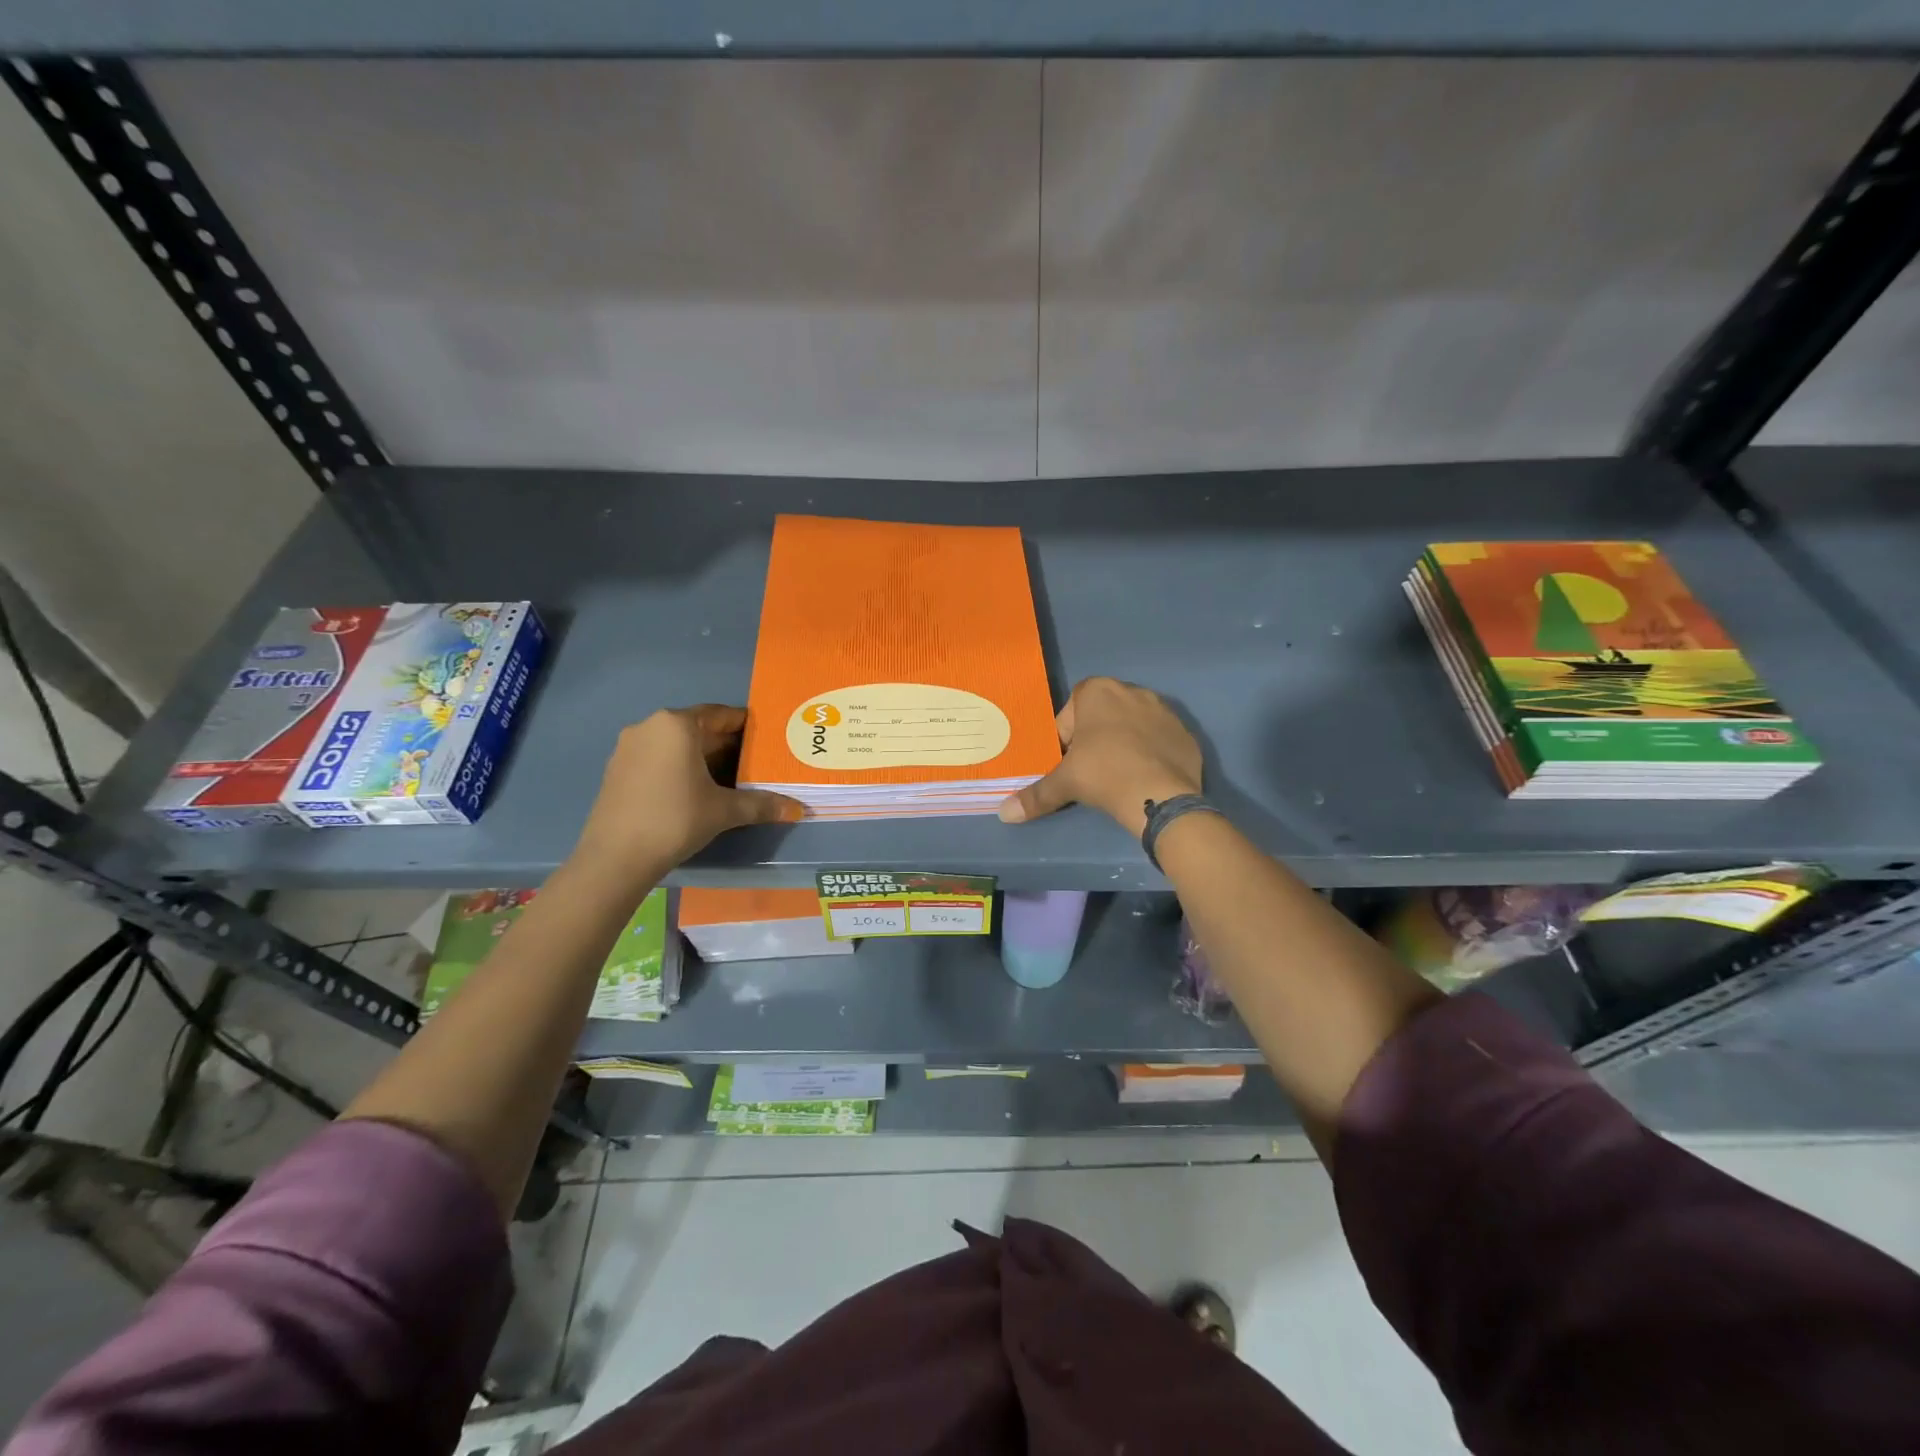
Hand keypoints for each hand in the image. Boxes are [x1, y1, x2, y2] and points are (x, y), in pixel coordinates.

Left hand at [572, 705, 803, 881]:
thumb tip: (798, 809)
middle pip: (697, 729)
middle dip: (725, 744)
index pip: (719, 714)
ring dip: (701, 757)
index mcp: (676, 725)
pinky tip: (694, 791)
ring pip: (675, 745)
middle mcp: (649, 727)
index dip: (745, 726)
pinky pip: (657, 759)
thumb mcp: (724, 811)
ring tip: (729, 778)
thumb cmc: (675, 820)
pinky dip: (678, 768)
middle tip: (754, 762)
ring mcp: (628, 748)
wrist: (615, 857)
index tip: (766, 738)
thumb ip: (762, 805)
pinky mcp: (616, 770)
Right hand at [997, 677, 1202, 835]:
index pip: (1071, 710)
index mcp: (1098, 690)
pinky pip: (1159, 739)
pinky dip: (1151, 754)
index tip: (1070, 761)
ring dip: (1124, 743)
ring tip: (1120, 775)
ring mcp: (1164, 709)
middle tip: (1092, 770)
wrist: (1160, 797)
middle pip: (1103, 714)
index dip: (1066, 737)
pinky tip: (1145, 777)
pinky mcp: (1185, 732)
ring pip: (1133, 724)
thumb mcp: (1064, 783)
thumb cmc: (1103, 774)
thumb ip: (1035, 795)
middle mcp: (1132, 690)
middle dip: (1096, 737)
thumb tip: (1004, 814)